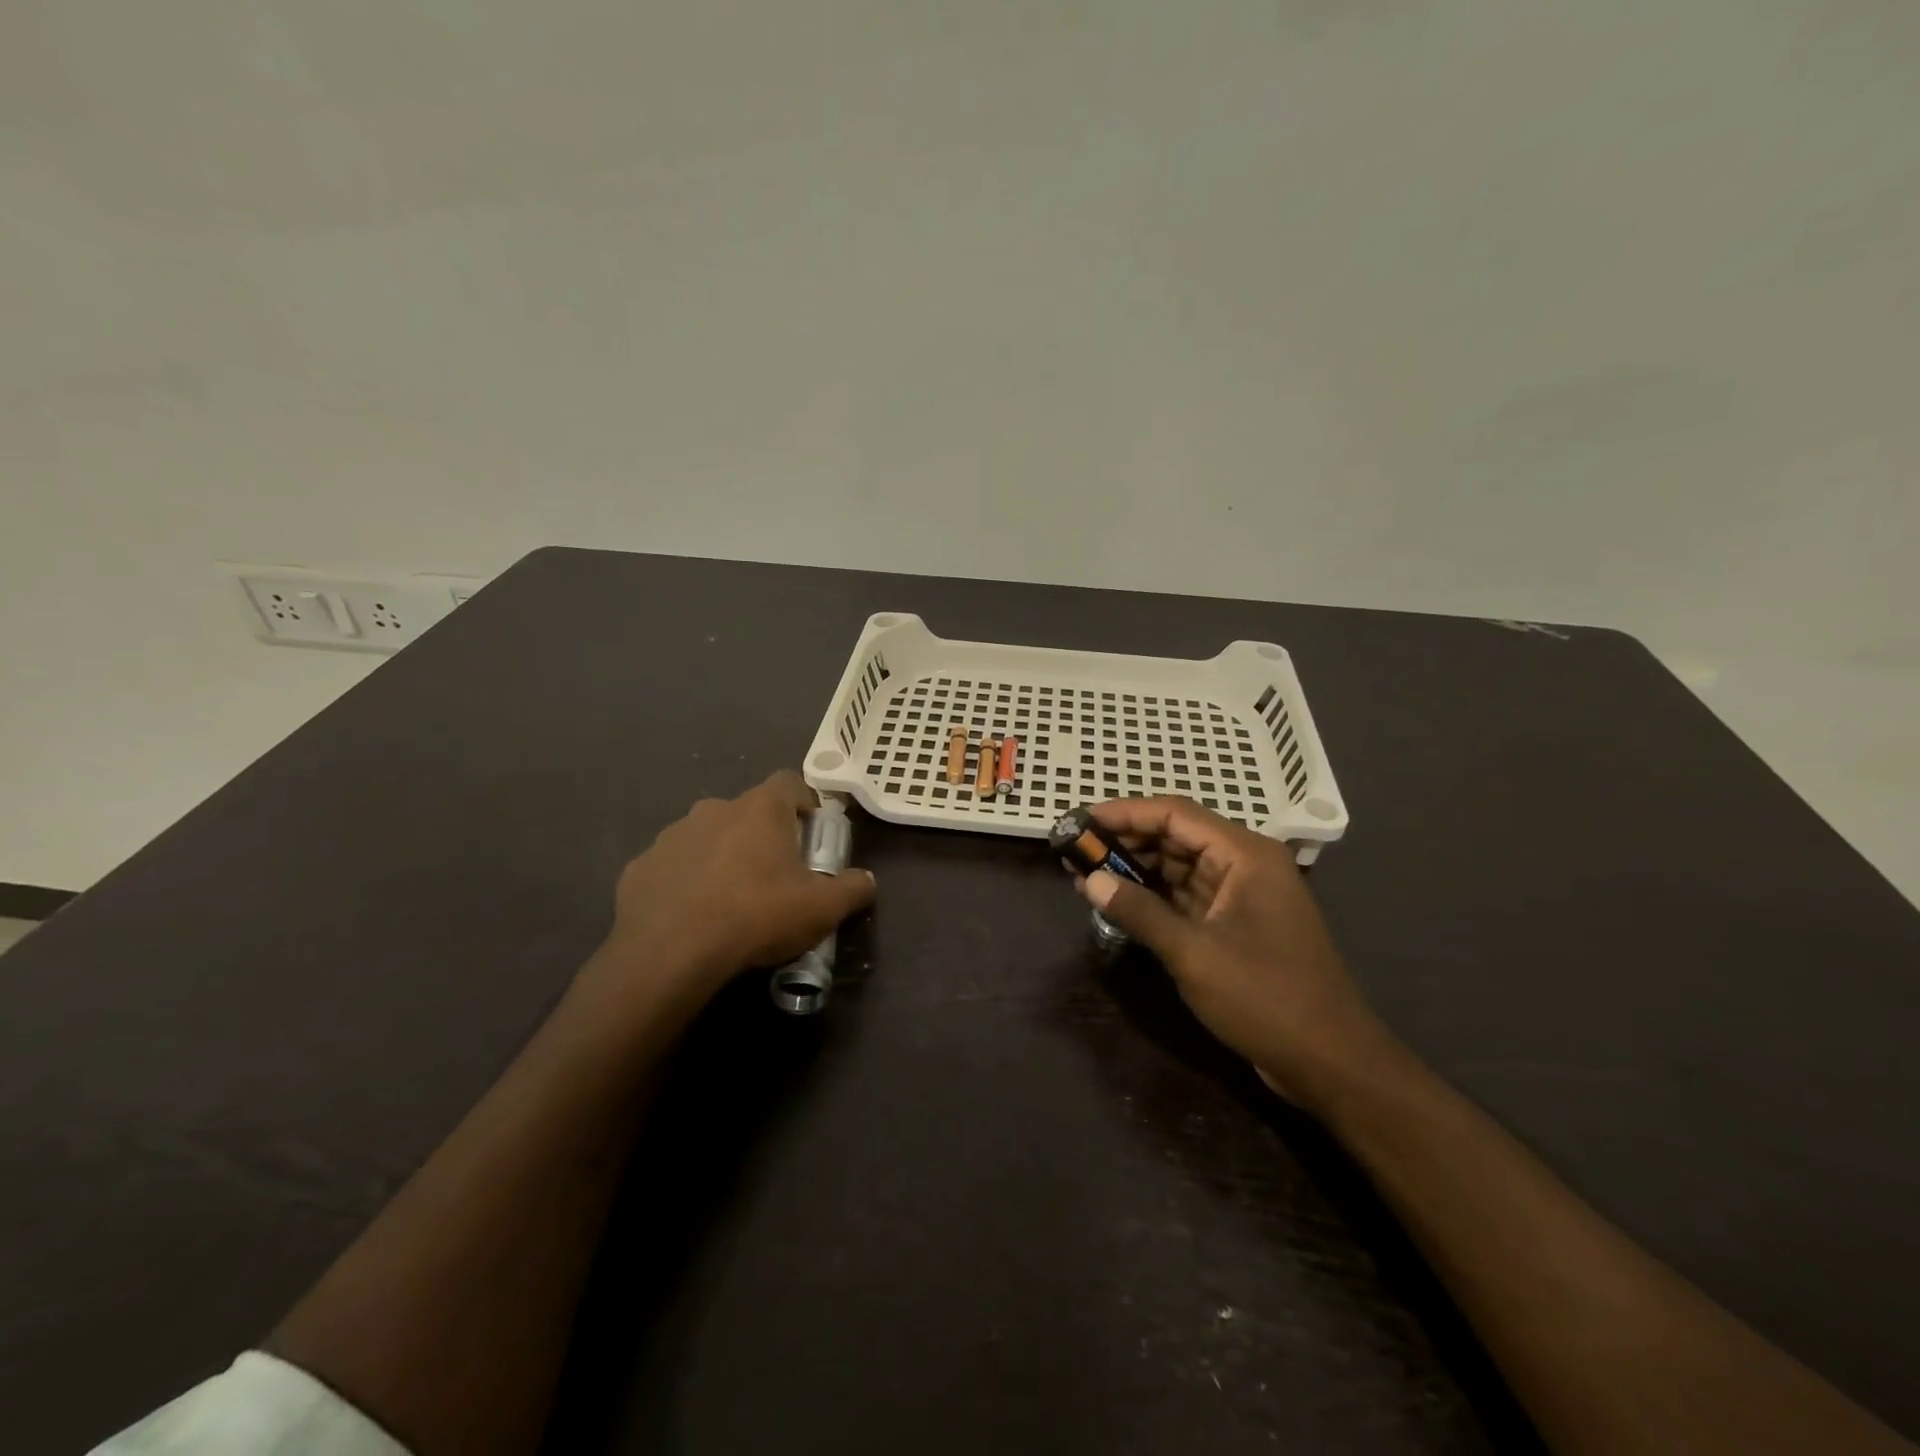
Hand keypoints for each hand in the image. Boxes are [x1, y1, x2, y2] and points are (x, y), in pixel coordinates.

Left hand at [587, 772, 874, 1016]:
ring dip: (722, 857)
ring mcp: (672, 836)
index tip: (812, 833)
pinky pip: (673, 867)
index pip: (790, 782)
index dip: (804, 803)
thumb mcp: (822, 908)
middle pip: (748, 812)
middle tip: (775, 875)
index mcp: (760, 809)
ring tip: (730, 900)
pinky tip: (692, 917)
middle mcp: (714, 809)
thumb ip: (852, 889)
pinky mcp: (639, 867)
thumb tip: (866, 880)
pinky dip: (685, 883)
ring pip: (707, 838)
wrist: (669, 952)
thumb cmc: (756, 916)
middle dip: (763, 836)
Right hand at [1081, 798, 1397, 1112]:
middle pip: (1176, 837)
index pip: (1175, 814)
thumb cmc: (1266, 997)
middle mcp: (1245, 864)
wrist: (1331, 1061)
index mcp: (1245, 855)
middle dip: (1125, 842)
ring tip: (1085, 875)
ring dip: (1135, 870)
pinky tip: (1118, 902)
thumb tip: (1090, 880)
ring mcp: (1242, 896)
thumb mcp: (1194, 953)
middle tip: (1076, 849)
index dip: (1125, 813)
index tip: (1082, 820)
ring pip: (1179, 867)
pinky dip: (1153, 897)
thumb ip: (1139, 912)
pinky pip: (1187, 897)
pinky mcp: (1236, 925)